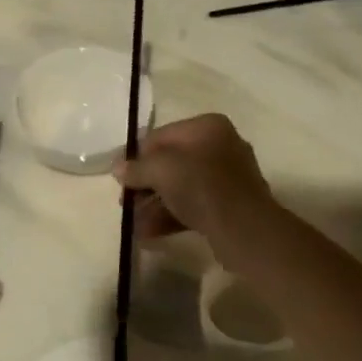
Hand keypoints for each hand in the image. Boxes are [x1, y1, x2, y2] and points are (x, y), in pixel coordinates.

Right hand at [114, 113, 275, 245]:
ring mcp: (227, 178)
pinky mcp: (229, 205)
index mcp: (207, 127)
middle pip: (171, 163)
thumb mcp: (160, 170)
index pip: (161, 136)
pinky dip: (171, 215)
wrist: (243, 228)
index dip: (137, 156)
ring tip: (134, 223)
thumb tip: (118, 169)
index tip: (121, 178)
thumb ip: (136, 168)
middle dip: (145, 185)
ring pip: (181, 186)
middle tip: (126, 202)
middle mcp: (220, 146)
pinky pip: (193, 205)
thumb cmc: (200, 186)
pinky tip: (149, 233)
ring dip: (154, 204)